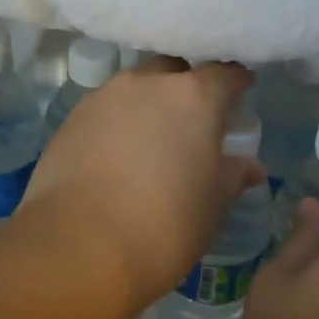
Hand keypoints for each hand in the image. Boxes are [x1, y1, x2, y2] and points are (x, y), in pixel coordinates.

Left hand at [21, 57, 261, 307]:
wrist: (80, 246)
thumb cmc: (166, 225)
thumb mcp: (213, 205)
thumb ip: (233, 176)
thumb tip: (250, 166)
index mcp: (193, 96)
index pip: (225, 73)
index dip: (236, 84)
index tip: (241, 95)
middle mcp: (146, 83)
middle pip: (174, 71)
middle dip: (186, 88)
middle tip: (193, 122)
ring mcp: (102, 98)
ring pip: (134, 89)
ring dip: (147, 106)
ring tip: (151, 142)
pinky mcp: (69, 121)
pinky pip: (103, 113)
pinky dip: (116, 126)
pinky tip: (116, 158)